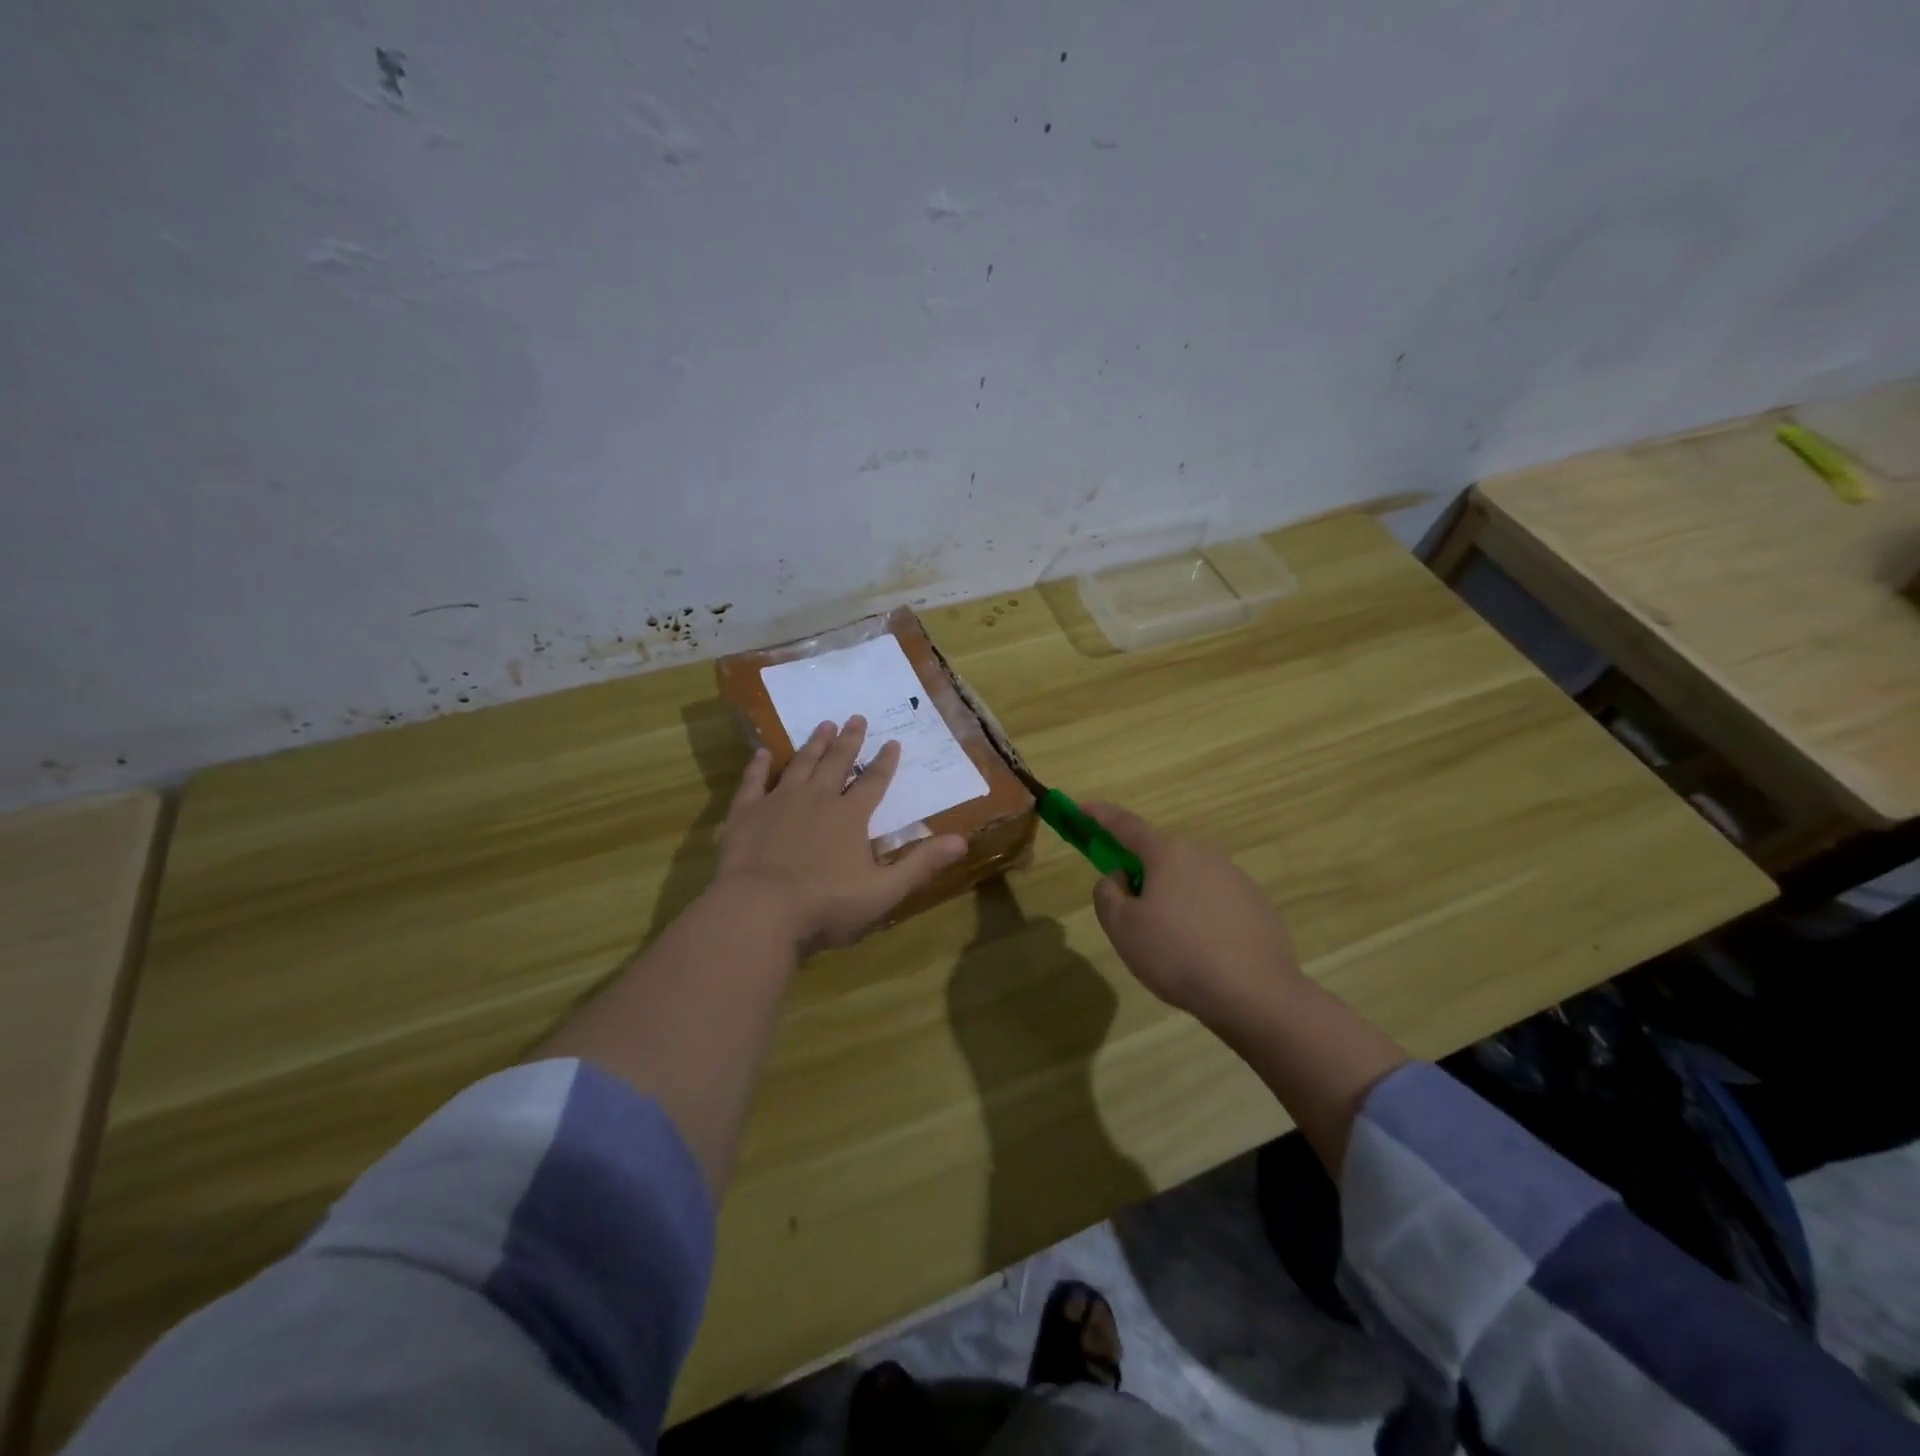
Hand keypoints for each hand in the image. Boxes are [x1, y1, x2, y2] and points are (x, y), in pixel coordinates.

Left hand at [713, 716, 967, 951]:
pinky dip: (759, 765)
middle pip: (837, 762)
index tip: (892, 742)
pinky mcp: (746, 813)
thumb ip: (921, 864)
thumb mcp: (884, 891)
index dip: (885, 762)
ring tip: (823, 725)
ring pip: (800, 764)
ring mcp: (779, 802)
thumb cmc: (826, 905)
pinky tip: (763, 752)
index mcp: (851, 816)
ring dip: (814, 744)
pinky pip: (754, 781)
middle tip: (856, 717)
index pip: (874, 782)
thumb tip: (963, 841)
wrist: (759, 911)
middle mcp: (817, 799)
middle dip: (850, 740)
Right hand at [1083, 803, 1302, 1025]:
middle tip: (1130, 914)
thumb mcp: (1122, 927)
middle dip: (1140, 876)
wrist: (1256, 994)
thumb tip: (1121, 878)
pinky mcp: (1257, 906)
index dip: (1100, 815)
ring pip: (1188, 882)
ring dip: (1171, 900)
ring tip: (1170, 946)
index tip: (1082, 807)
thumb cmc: (1178, 955)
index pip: (1126, 824)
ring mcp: (1236, 879)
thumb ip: (1108, 893)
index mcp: (1168, 854)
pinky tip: (1202, 954)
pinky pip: (1214, 904)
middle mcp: (1204, 855)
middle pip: (1160, 857)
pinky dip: (1199, 918)